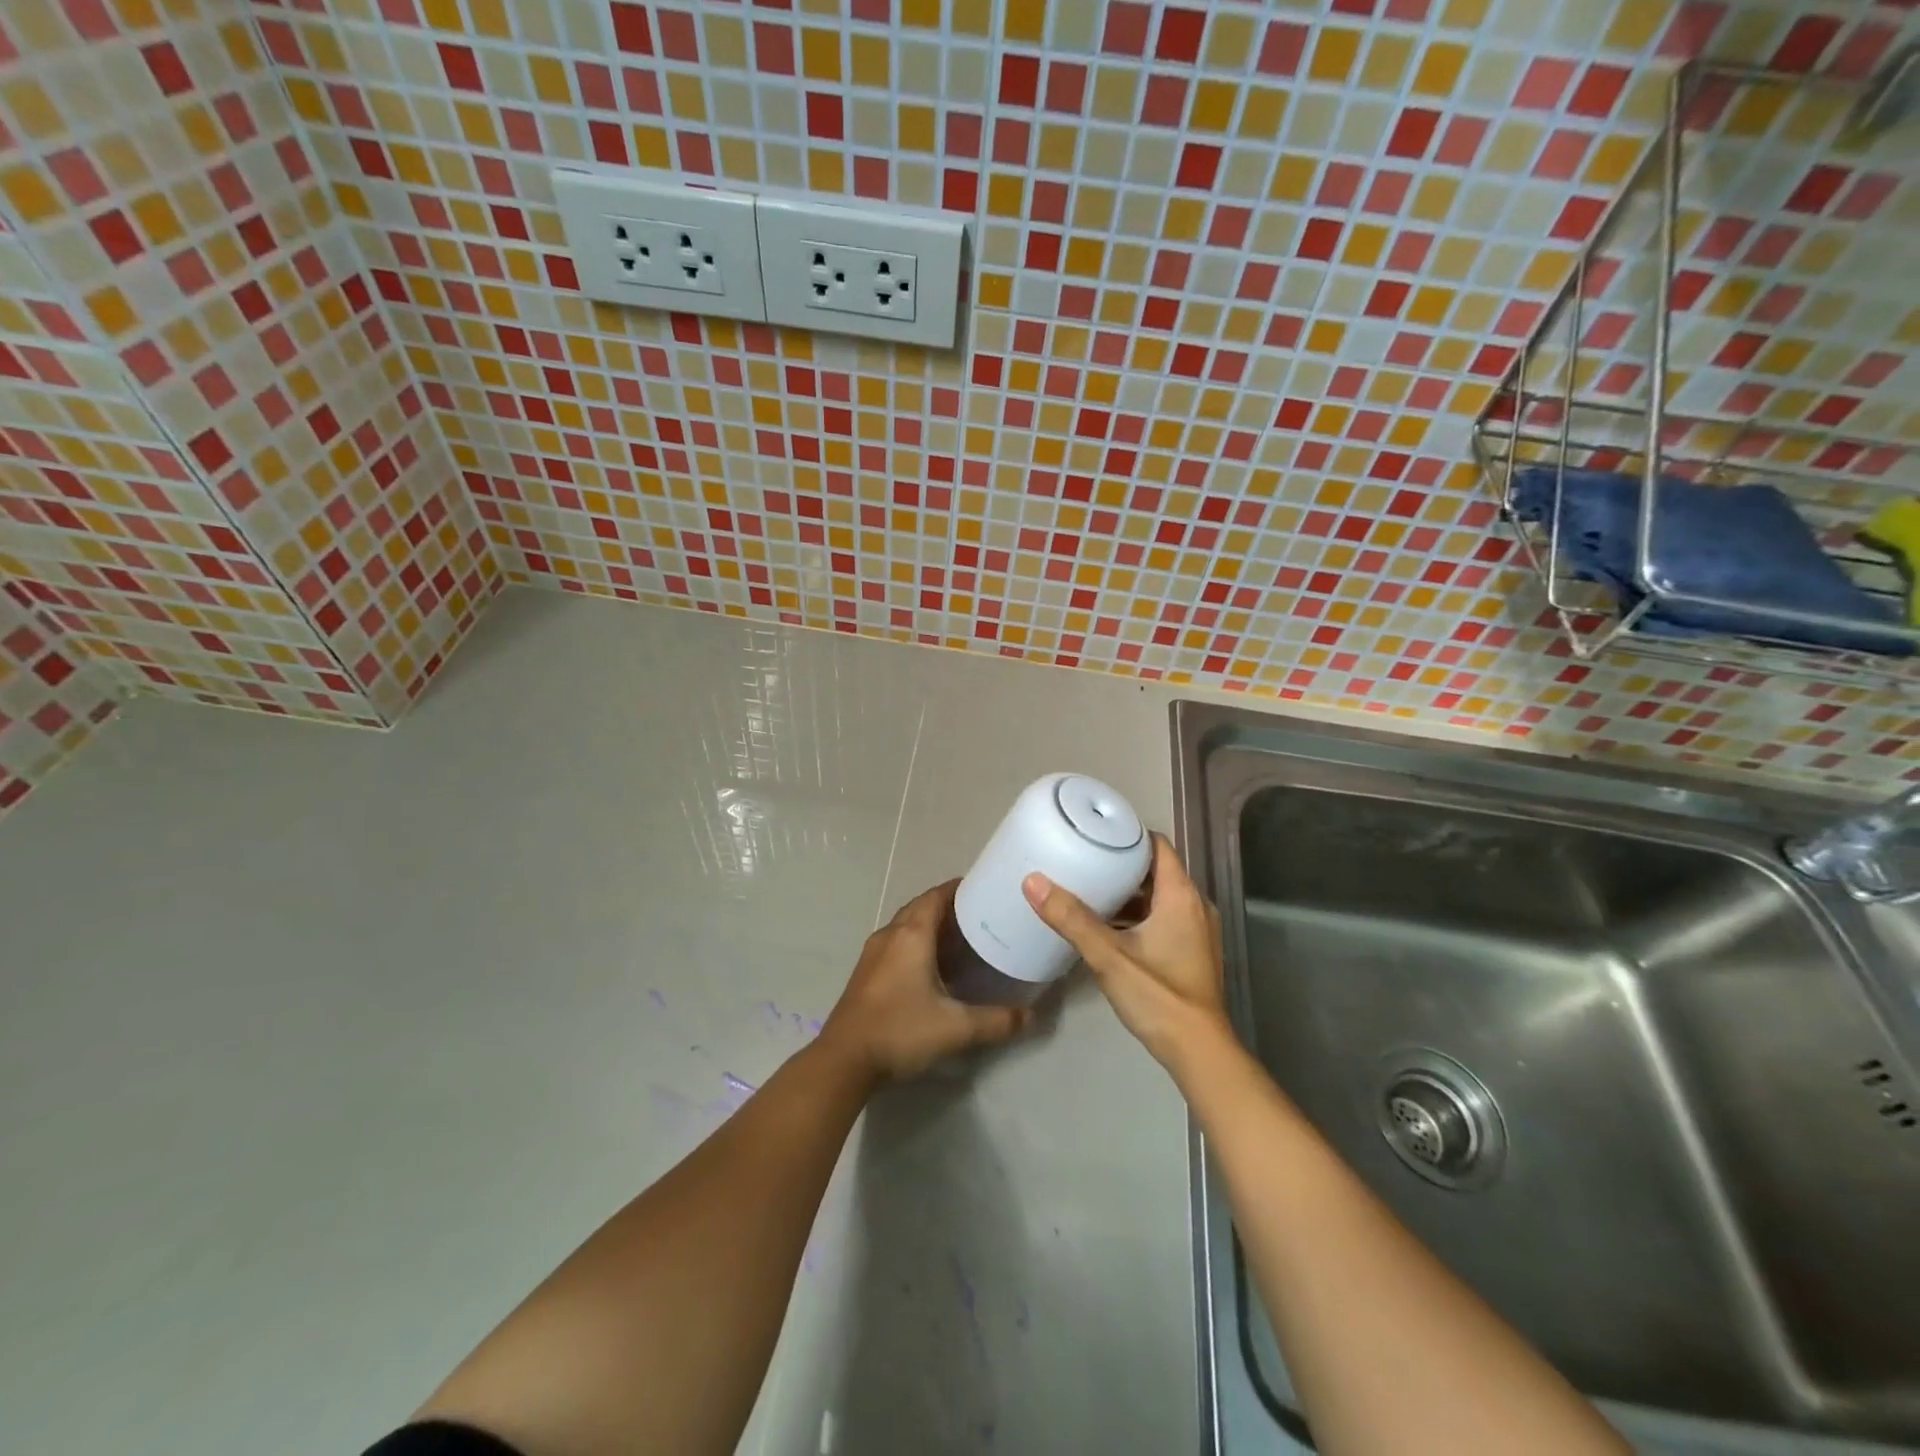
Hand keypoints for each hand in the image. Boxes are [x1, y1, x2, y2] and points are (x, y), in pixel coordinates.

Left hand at [820, 881, 1031, 1082]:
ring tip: (962, 940)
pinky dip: (917, 944)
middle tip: (980, 917)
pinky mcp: (866, 973)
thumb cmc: (900, 1031)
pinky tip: (933, 968)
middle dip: (948, 908)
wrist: (843, 1061)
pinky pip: (896, 944)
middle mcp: (890, 935)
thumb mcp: (956, 1028)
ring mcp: (873, 954)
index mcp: (911, 935)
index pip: (936, 896)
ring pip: (907, 927)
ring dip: (931, 927)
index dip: (959, 888)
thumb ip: (997, 1021)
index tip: (984, 889)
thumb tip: (1031, 1016)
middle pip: (921, 908)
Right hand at [1023, 834, 1230, 1075]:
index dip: (1129, 836)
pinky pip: (1164, 919)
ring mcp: (1197, 931)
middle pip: (1157, 871)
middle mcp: (1195, 906)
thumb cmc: (1158, 995)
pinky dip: (1139, 916)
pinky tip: (1108, 928)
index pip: (1159, 846)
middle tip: (1084, 861)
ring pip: (1160, 898)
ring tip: (1090, 891)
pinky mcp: (1193, 953)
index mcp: (1181, 896)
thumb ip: (1071, 918)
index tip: (1097, 834)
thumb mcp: (1108, 955)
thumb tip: (1033, 881)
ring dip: (1129, 894)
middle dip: (1122, 865)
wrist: (1198, 1051)